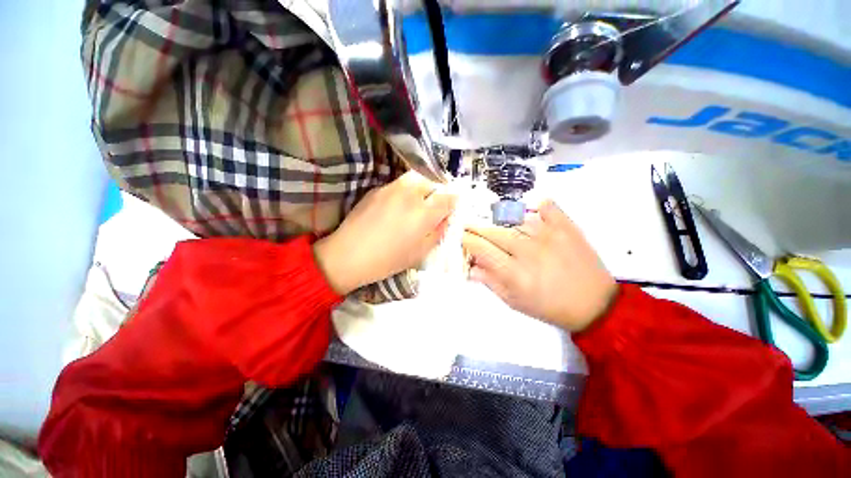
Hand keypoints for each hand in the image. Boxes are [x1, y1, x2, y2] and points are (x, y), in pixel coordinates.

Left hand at [314, 171, 456, 294]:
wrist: (349, 255)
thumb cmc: (388, 260)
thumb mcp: (420, 252)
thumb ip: (437, 232)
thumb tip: (445, 219)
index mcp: (424, 213)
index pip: (448, 198)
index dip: (453, 202)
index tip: (451, 209)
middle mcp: (410, 195)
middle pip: (432, 182)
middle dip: (437, 192)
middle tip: (433, 206)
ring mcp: (391, 188)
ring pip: (415, 178)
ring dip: (421, 188)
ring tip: (416, 203)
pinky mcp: (377, 189)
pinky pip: (398, 184)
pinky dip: (404, 191)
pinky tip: (396, 206)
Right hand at [462, 200, 616, 331]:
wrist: (595, 305)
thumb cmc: (550, 307)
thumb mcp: (515, 301)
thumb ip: (490, 282)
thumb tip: (471, 267)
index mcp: (515, 274)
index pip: (482, 249)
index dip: (467, 240)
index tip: (461, 236)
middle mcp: (529, 251)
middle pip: (494, 232)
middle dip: (477, 228)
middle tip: (470, 227)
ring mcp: (549, 236)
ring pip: (515, 220)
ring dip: (503, 224)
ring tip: (501, 229)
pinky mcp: (566, 228)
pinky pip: (547, 207)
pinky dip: (537, 206)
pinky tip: (531, 212)